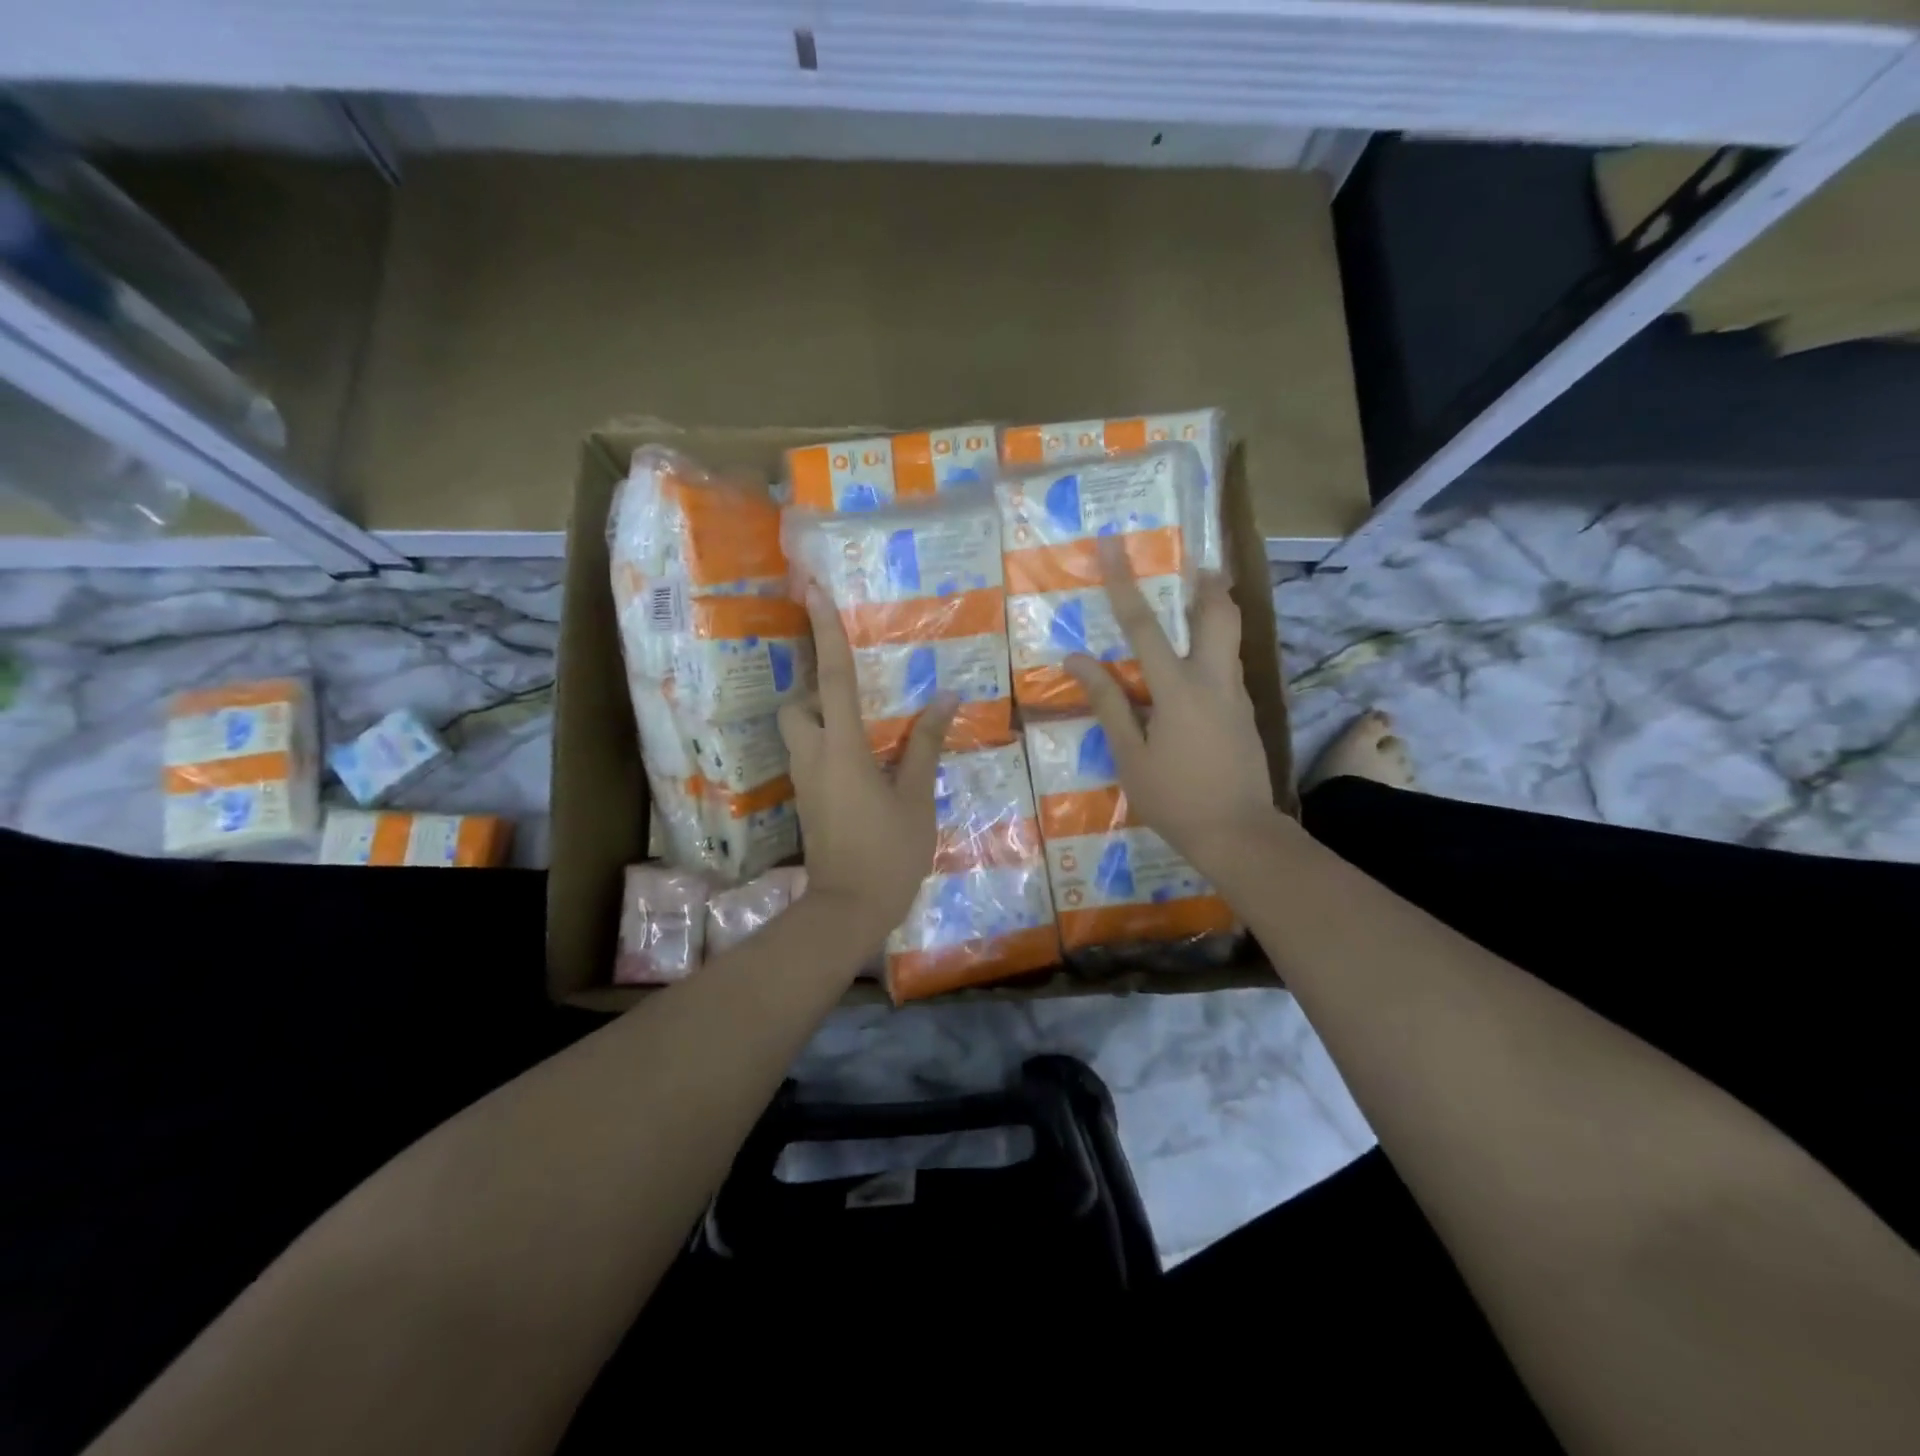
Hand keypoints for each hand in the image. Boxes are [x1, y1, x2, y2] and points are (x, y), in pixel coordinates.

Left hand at [779, 583, 957, 940]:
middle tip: (857, 696)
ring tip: (869, 727)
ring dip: (824, 719)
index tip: (812, 591)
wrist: (848, 909)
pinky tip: (866, 762)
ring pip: (801, 732)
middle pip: (798, 706)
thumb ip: (925, 745)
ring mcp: (806, 781)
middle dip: (816, 690)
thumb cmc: (889, 852)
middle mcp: (814, 756)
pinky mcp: (809, 801)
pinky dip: (831, 745)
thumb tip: (946, 698)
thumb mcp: (916, 797)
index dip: (824, 632)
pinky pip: (812, 756)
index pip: (832, 678)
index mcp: (843, 748)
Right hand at [1065, 537, 1281, 874]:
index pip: (1144, 625)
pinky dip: (1214, 649)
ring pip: (1230, 638)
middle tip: (1194, 563)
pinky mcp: (1246, 713)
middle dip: (1206, 582)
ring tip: (1195, 601)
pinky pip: (1229, 667)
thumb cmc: (1175, 797)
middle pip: (1218, 614)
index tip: (1112, 544)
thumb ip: (1108, 703)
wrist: (1239, 833)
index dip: (1123, 583)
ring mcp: (1237, 696)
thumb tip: (1077, 660)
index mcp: (1178, 688)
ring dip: (1215, 611)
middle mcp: (1214, 680)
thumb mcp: (1130, 755)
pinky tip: (1196, 669)